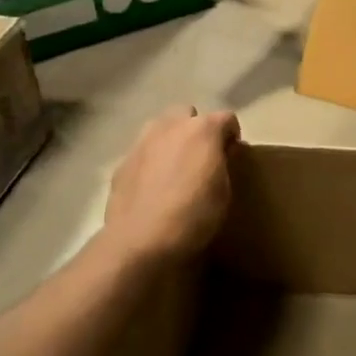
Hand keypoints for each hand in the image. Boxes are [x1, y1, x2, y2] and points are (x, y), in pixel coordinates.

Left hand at [103, 107, 239, 266]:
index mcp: (203, 130)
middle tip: (202, 157)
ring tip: (176, 167)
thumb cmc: (193, 216)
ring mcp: (143, 141)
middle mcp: (171, 126)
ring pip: (162, 128)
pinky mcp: (123, 161)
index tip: (233, 156)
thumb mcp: (224, 192)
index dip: (233, 136)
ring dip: (172, 140)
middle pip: (189, 114)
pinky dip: (151, 160)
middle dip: (197, 129)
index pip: (227, 118)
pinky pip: (143, 151)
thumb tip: (223, 153)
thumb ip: (223, 164)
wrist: (140, 240)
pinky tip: (154, 186)